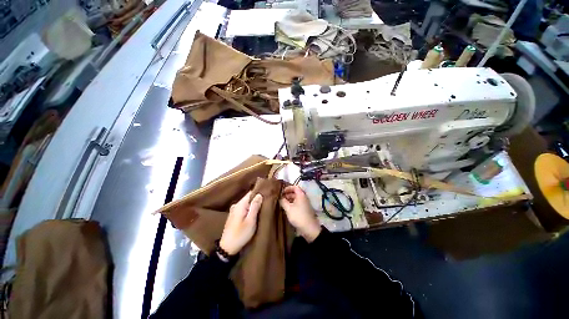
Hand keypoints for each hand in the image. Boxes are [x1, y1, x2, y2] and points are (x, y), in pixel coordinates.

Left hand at [219, 192, 262, 254]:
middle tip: (267, 202)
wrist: (227, 248)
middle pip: (248, 198)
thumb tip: (259, 194)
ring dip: (253, 205)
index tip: (267, 194)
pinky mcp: (234, 216)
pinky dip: (249, 209)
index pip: (250, 193)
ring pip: (246, 203)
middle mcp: (236, 205)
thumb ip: (255, 207)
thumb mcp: (250, 221)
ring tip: (262, 207)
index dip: (259, 192)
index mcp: (240, 205)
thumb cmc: (240, 234)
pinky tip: (254, 213)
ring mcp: (234, 210)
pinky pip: (244, 208)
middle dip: (257, 199)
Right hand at [279, 185, 320, 242]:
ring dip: (290, 199)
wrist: (309, 228)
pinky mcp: (305, 209)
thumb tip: (280, 198)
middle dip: (288, 194)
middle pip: (296, 192)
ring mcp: (305, 203)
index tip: (282, 191)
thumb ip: (283, 201)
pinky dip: (293, 204)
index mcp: (301, 195)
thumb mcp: (288, 208)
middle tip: (281, 197)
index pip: (295, 187)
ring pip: (297, 198)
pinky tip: (288, 209)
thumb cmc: (298, 216)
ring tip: (283, 203)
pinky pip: (298, 203)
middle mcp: (304, 197)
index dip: (288, 188)